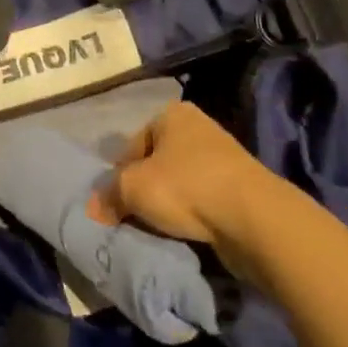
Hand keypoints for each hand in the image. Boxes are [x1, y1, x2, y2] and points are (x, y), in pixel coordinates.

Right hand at [90, 103, 279, 248]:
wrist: (253, 218)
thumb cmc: (186, 187)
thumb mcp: (134, 188)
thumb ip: (110, 195)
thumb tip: (94, 208)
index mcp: (172, 113)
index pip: (133, 144)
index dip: (120, 174)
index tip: (117, 203)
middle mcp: (198, 127)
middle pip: (157, 162)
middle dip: (145, 189)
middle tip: (134, 217)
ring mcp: (222, 156)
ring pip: (180, 182)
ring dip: (169, 204)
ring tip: (159, 228)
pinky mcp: (239, 187)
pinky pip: (203, 199)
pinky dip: (192, 215)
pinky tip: (186, 233)